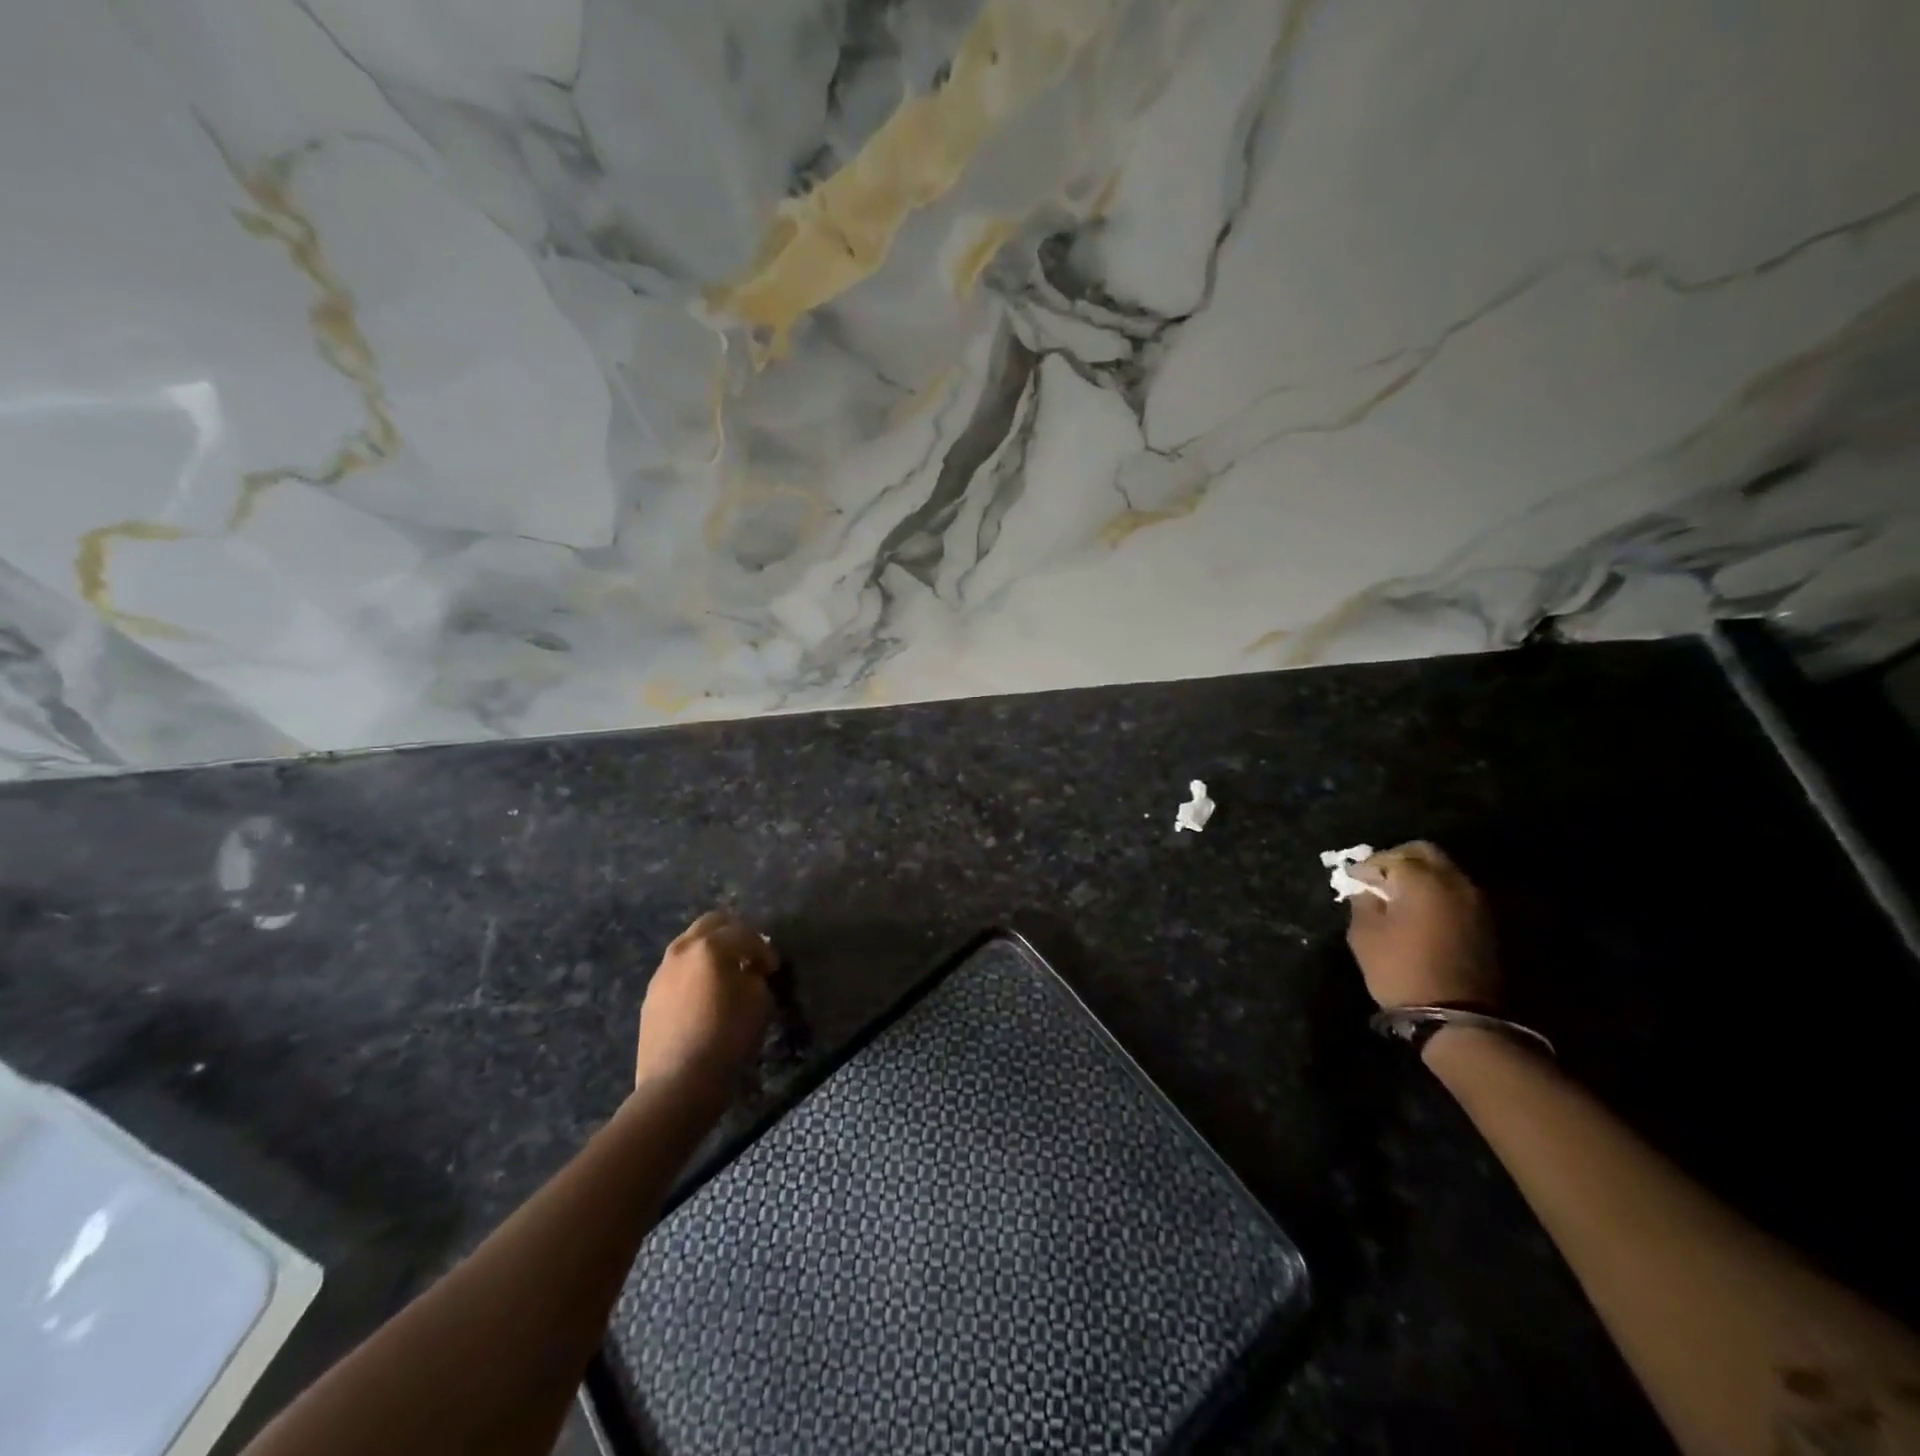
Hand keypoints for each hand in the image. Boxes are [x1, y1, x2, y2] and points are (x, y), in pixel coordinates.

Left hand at [635, 911, 775, 1092]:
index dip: (764, 949)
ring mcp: (662, 972)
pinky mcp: (651, 996)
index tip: (773, 969)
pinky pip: (677, 970)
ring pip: (689, 945)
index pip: (745, 934)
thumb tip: (748, 970)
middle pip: (711, 924)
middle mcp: (682, 950)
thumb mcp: (759, 1001)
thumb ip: (755, 975)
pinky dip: (694, 971)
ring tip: (726, 974)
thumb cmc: (727, 1037)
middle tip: (749, 956)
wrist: (678, 1082)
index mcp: (711, 947)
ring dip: (710, 951)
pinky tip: (704, 995)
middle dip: (734, 934)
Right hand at [1345, 841, 1497, 1008]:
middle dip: (1398, 859)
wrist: (1455, 1016)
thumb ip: (1363, 903)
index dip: (1368, 865)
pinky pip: (1455, 892)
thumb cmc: (1400, 970)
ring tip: (1398, 895)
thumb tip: (1367, 890)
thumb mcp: (1365, 935)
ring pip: (1444, 872)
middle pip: (1425, 853)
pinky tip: (1419, 911)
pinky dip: (1436, 893)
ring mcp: (1475, 903)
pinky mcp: (1485, 923)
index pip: (1391, 857)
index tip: (1353, 878)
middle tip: (1378, 877)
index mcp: (1422, 881)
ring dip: (1420, 876)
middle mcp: (1454, 883)